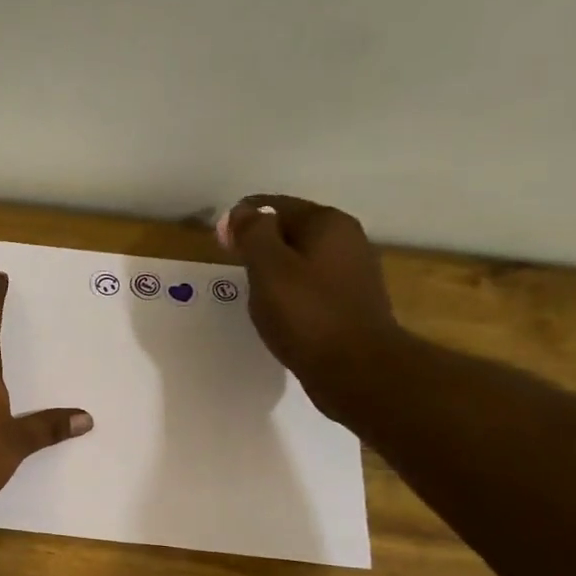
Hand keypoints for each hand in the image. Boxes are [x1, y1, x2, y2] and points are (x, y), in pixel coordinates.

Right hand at [218, 194, 404, 420]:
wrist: (356, 369)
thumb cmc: (307, 316)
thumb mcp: (269, 270)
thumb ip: (253, 235)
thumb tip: (240, 211)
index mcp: (326, 223)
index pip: (275, 206)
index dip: (243, 219)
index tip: (219, 242)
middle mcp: (346, 238)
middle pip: (292, 229)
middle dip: (261, 242)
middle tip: (232, 265)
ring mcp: (353, 271)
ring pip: (303, 258)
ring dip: (276, 268)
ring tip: (252, 290)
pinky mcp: (352, 301)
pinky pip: (313, 284)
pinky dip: (292, 290)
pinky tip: (279, 310)